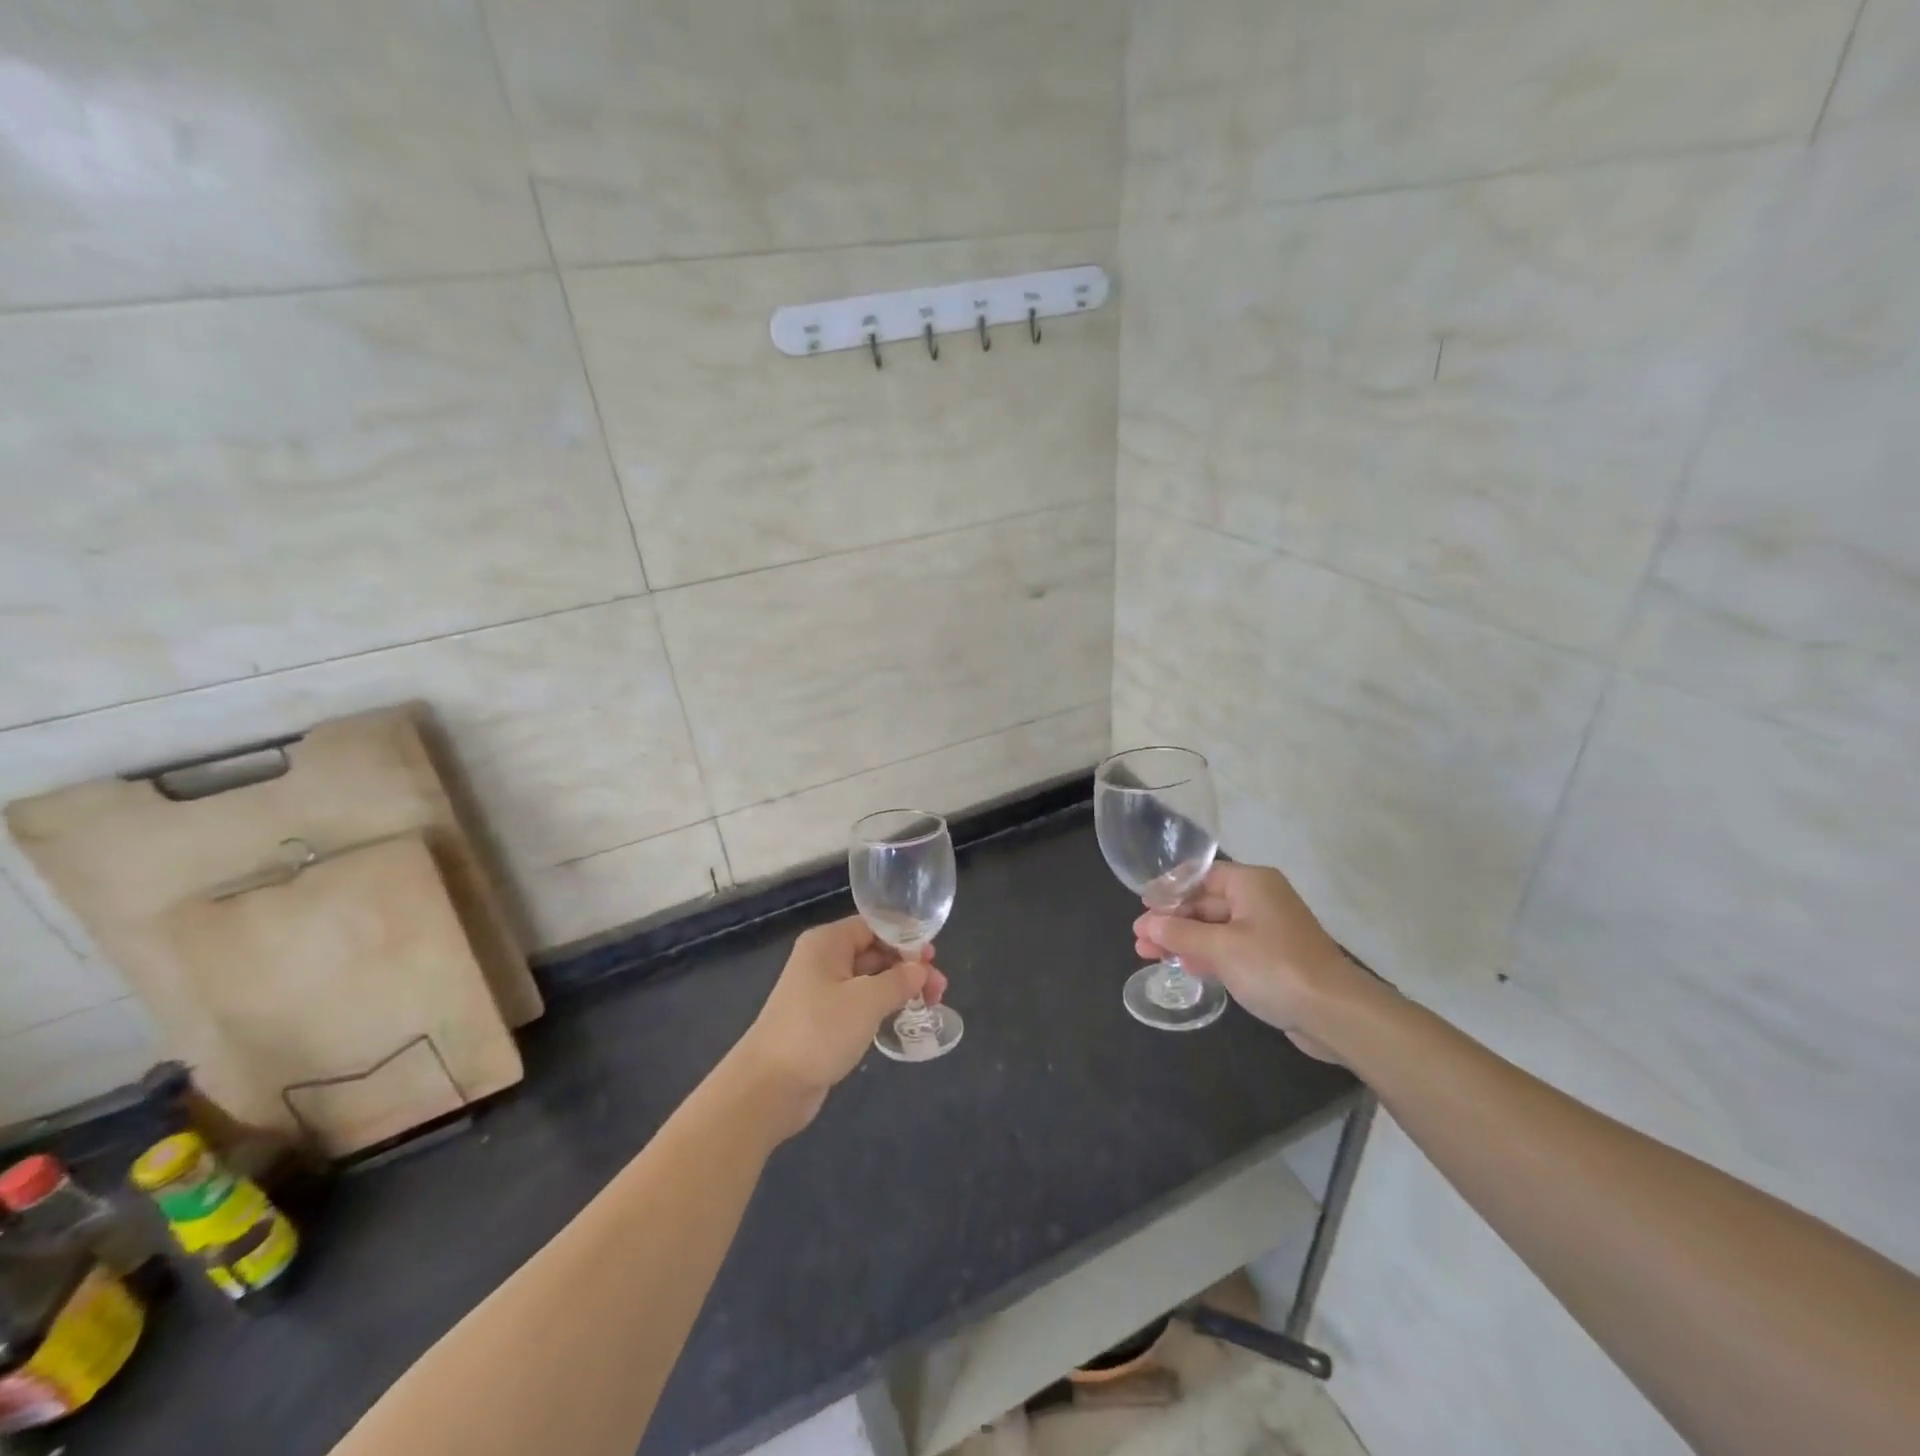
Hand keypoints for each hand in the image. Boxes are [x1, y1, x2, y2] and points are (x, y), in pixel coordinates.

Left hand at [731, 915, 948, 1137]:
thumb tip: (921, 970)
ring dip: (899, 988)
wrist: (769, 1087)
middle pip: (874, 952)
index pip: (875, 926)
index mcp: (828, 942)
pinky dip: (883, 1007)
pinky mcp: (823, 1020)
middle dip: (908, 967)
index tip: (934, 958)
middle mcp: (824, 959)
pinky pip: (860, 1003)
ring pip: (870, 979)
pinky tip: (903, 1019)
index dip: (906, 938)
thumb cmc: (818, 1031)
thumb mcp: (867, 1001)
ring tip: (931, 1004)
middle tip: (939, 988)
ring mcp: (822, 991)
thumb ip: (899, 981)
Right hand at [1133, 863, 1370, 1060]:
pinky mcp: (1271, 959)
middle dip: (1171, 920)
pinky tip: (1182, 967)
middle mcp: (1260, 900)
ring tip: (1148, 955)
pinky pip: (1229, 949)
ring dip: (1183, 940)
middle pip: (1206, 903)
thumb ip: (1180, 934)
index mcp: (1251, 883)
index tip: (1142, 906)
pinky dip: (1205, 955)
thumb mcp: (1220, 948)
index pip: (1201, 876)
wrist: (1335, 1013)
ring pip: (1215, 929)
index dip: (1169, 890)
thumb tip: (1148, 924)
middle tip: (1139, 939)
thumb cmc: (1274, 967)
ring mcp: (1267, 930)